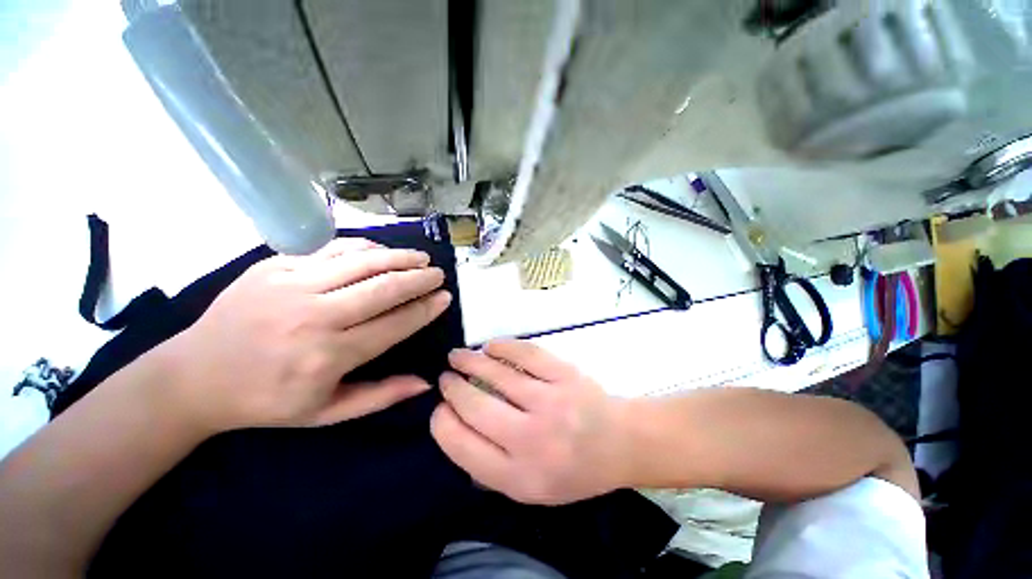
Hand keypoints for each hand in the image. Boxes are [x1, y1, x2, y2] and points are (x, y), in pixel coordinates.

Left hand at [153, 238, 451, 432]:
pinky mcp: (275, 266)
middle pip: (384, 288)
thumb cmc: (267, 401)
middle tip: (439, 274)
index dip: (425, 309)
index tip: (445, 298)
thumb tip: (426, 382)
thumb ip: (380, 396)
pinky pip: (331, 249)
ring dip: (399, 257)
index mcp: (328, 356)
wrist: (195, 376)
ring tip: (421, 257)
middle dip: (419, 278)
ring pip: (362, 262)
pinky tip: (382, 250)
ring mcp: (291, 285)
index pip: (394, 324)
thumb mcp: (326, 413)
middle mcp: (314, 317)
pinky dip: (364, 247)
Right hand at [430, 340, 631, 504]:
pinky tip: (490, 347)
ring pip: (497, 374)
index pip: (462, 446)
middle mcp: (532, 440)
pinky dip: (502, 346)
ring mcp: (551, 402)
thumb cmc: (574, 470)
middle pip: (475, 407)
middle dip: (452, 388)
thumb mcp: (531, 488)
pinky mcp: (565, 374)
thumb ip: (490, 468)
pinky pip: (525, 353)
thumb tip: (455, 429)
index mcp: (519, 477)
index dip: (442, 422)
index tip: (440, 408)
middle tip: (446, 378)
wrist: (621, 443)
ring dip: (470, 361)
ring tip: (457, 356)